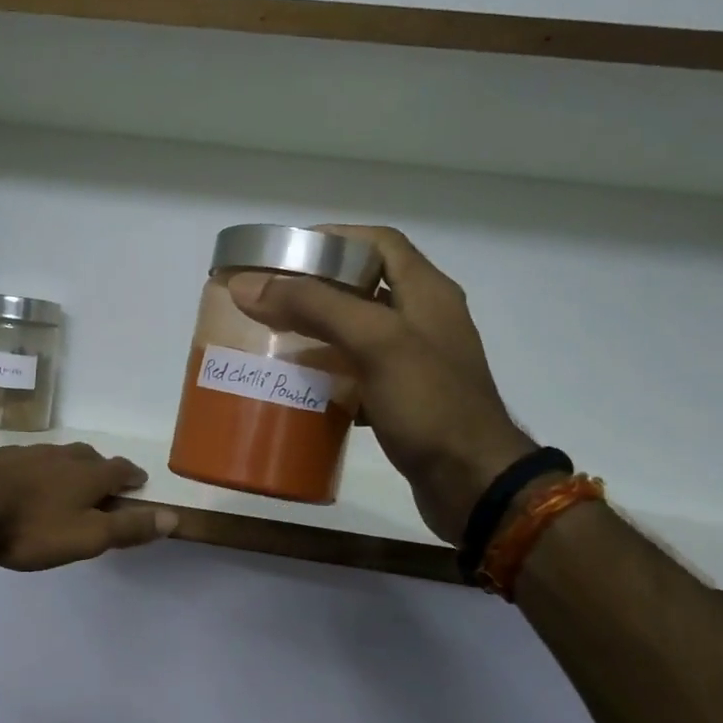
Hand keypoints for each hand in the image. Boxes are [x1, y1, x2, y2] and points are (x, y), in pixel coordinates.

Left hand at [0, 443, 179, 571]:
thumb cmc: (31, 528)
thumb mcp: (87, 538)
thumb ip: (128, 528)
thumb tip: (172, 517)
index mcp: (87, 474)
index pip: (120, 469)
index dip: (132, 476)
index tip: (139, 482)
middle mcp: (61, 456)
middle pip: (90, 457)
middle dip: (102, 468)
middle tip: (105, 481)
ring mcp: (27, 453)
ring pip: (58, 456)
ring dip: (70, 466)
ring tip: (68, 481)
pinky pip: (28, 460)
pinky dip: (38, 469)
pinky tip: (27, 482)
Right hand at [228, 226, 533, 542]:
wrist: (474, 483)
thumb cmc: (430, 404)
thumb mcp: (375, 342)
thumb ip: (315, 307)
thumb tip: (248, 284)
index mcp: (426, 292)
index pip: (379, 243)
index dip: (332, 239)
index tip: (284, 253)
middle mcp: (424, 320)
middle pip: (364, 287)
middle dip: (316, 289)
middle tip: (269, 299)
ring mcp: (417, 362)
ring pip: (359, 333)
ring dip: (319, 333)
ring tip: (275, 340)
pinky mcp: (407, 400)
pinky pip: (361, 374)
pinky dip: (331, 374)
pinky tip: (304, 387)